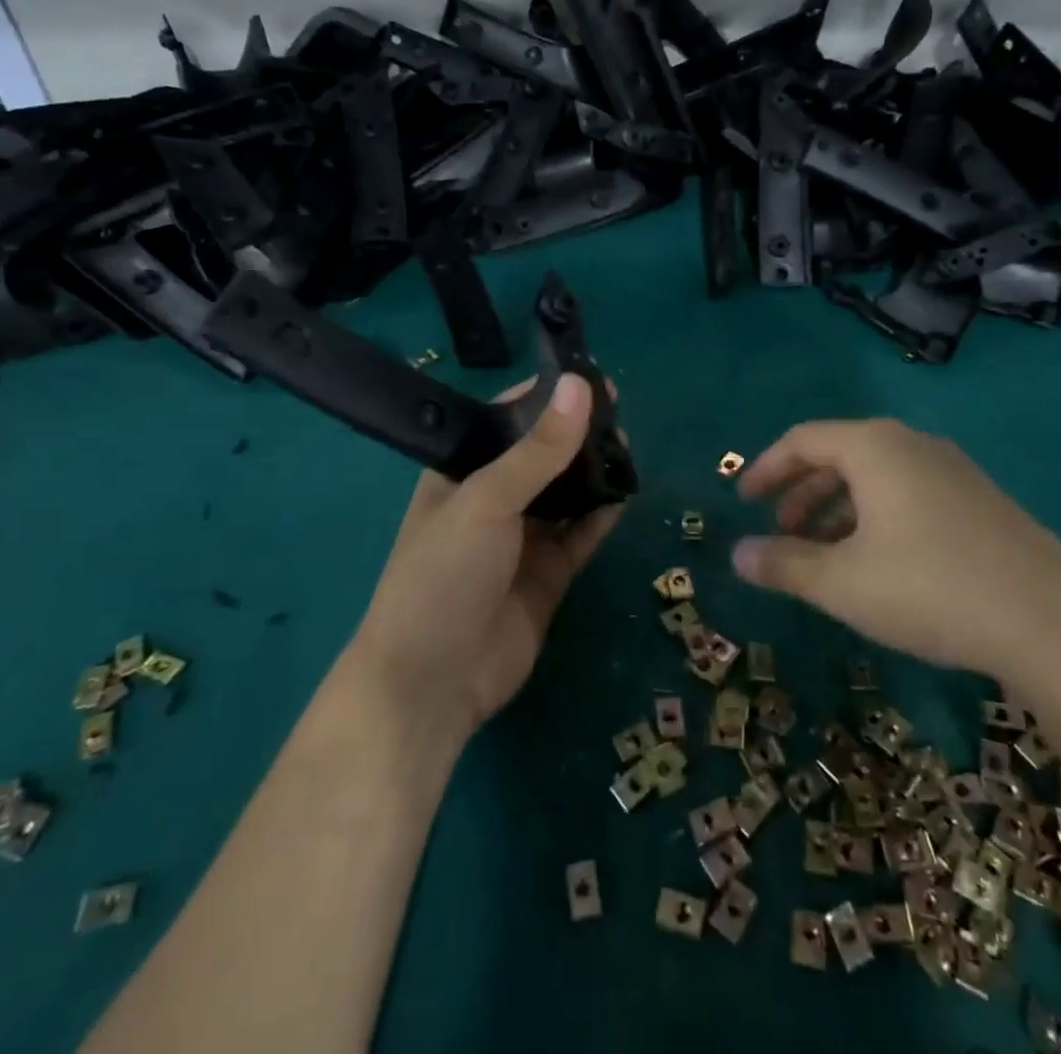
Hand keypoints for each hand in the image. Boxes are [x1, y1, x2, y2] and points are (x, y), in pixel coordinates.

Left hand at [350, 374, 624, 745]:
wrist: (432, 683)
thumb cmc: (443, 575)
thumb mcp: (486, 501)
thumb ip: (538, 450)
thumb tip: (581, 387)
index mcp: (460, 474)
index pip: (504, 421)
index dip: (544, 397)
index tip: (588, 378)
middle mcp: (491, 501)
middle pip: (540, 457)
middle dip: (576, 435)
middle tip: (619, 411)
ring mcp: (521, 540)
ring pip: (565, 494)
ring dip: (593, 472)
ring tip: (629, 445)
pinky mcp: (548, 575)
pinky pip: (580, 535)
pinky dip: (601, 515)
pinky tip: (627, 492)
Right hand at [732, 418, 1060, 692]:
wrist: (1056, 625)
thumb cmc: (931, 589)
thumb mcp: (842, 582)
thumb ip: (784, 564)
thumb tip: (737, 555)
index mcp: (875, 447)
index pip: (803, 440)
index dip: (766, 469)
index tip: (744, 501)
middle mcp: (913, 445)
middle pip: (839, 455)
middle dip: (801, 493)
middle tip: (780, 532)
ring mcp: (953, 471)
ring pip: (876, 478)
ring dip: (837, 510)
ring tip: (821, 554)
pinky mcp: (981, 502)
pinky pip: (908, 495)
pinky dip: (875, 518)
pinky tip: (877, 564)